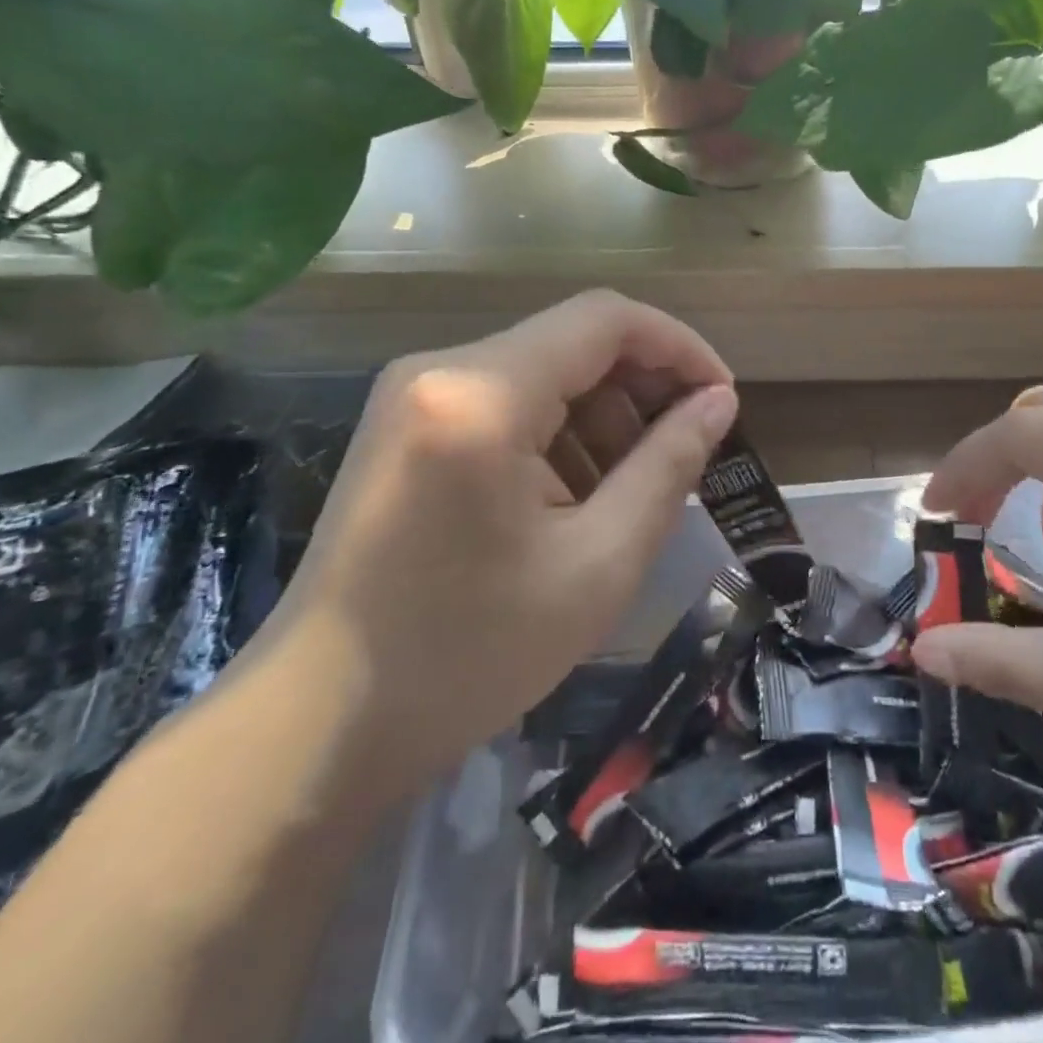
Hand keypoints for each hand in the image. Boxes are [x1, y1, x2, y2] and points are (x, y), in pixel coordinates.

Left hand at [266, 291, 736, 789]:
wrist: (320, 723)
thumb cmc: (468, 653)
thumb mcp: (598, 562)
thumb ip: (668, 466)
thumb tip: (718, 402)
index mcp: (482, 393)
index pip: (605, 320)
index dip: (679, 347)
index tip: (723, 400)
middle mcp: (440, 370)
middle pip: (573, 343)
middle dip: (641, 390)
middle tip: (684, 457)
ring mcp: (413, 395)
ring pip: (542, 373)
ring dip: (601, 419)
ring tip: (629, 494)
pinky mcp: (406, 427)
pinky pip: (505, 403)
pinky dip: (556, 437)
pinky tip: (571, 502)